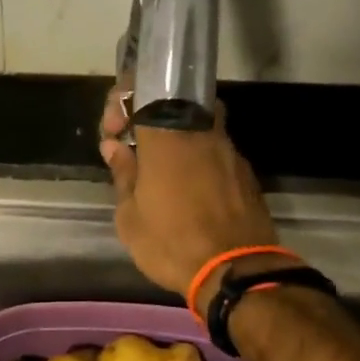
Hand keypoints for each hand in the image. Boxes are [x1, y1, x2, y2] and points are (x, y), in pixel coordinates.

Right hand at [100, 77, 285, 314]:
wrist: (235, 271)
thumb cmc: (171, 244)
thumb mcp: (130, 218)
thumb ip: (123, 174)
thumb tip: (115, 147)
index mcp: (166, 135)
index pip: (143, 89)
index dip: (123, 101)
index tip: (114, 131)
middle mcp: (201, 130)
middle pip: (174, 101)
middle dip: (150, 116)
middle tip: (135, 146)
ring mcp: (228, 149)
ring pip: (198, 125)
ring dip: (177, 138)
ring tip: (161, 170)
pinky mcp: (245, 172)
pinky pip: (215, 151)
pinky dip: (198, 158)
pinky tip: (188, 188)